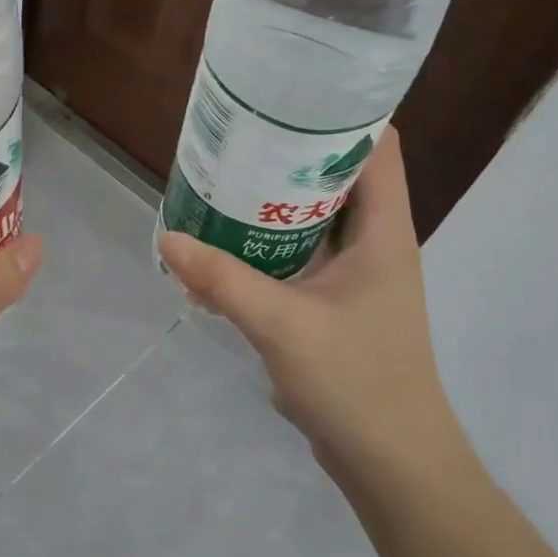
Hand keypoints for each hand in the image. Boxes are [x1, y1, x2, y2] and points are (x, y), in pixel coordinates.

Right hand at [158, 127, 467, 486]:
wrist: (390, 460)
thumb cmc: (355, 381)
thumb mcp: (281, 324)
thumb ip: (223, 279)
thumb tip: (167, 238)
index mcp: (384, 231)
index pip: (379, 146)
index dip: (342, 113)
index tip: (288, 96)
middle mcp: (376, 244)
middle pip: (339, 177)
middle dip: (292, 154)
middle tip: (238, 136)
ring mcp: (358, 276)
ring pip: (317, 218)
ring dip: (276, 201)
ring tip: (225, 178)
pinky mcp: (337, 304)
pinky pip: (302, 256)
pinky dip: (270, 243)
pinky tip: (227, 244)